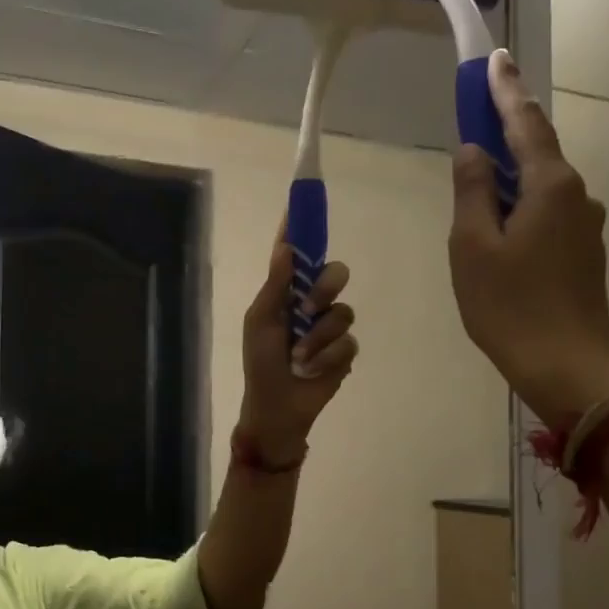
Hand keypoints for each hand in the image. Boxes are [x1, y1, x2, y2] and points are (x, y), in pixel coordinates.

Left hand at [237, 232, 357, 467]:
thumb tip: (286, 246)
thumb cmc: (260, 364)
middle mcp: (311, 304)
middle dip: (324, 289)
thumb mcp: (261, 322)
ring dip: (318, 339)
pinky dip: (327, 358)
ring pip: (343, 312)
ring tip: (300, 359)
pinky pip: (348, 342)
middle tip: (307, 309)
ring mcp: (330, 328)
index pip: (297, 255)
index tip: (303, 200)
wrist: (277, 408)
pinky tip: (312, 371)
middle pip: (335, 274)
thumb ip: (275, 285)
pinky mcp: (345, 352)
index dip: (301, 229)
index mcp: (286, 294)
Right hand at [448, 51, 608, 425]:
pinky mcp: (585, 255)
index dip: (505, 91)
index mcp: (551, 186)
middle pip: (536, 155)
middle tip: (474, 132)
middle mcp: (578, 196)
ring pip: (541, 191)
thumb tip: (473, 152)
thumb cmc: (509, 306)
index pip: (525, 123)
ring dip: (510, 186)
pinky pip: (548, 218)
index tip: (494, 59)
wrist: (565, 366)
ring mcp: (586, 227)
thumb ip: (471, 193)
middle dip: (505, 139)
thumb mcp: (472, 248)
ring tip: (477, 209)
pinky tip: (501, 242)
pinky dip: (522, 214)